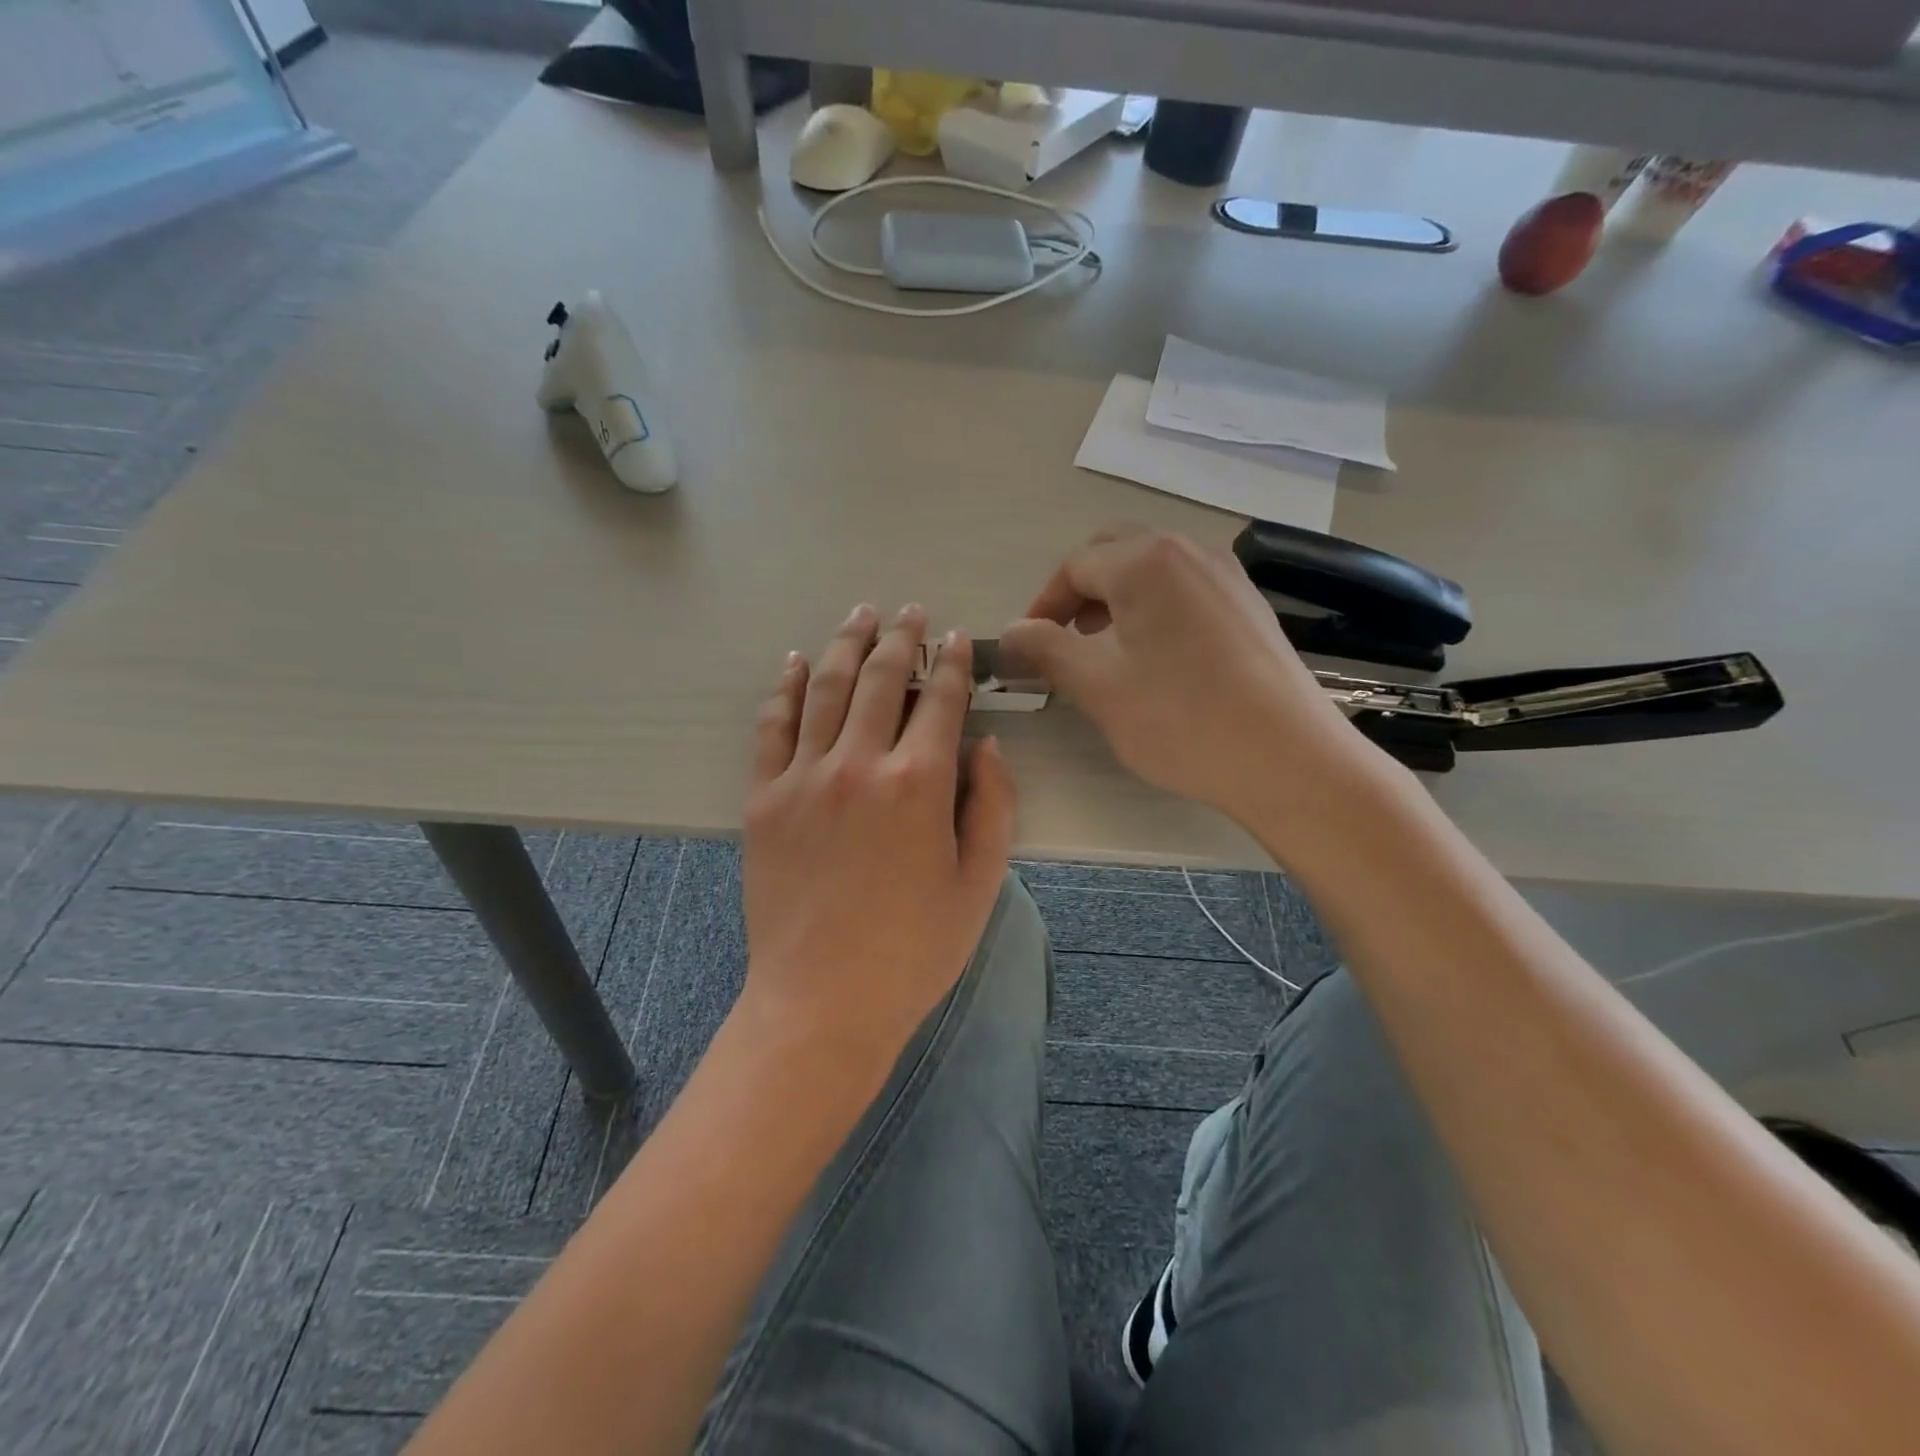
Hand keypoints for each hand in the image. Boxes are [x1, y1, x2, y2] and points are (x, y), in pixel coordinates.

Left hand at [740, 603, 1015, 1061]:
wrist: (821, 1002)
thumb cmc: (913, 951)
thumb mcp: (979, 884)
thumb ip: (993, 806)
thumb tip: (986, 745)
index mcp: (919, 784)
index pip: (940, 700)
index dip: (952, 664)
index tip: (957, 639)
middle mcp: (858, 764)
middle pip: (880, 679)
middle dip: (900, 638)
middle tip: (910, 612)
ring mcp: (803, 777)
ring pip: (825, 688)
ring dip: (845, 644)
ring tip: (860, 615)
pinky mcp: (762, 798)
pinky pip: (772, 726)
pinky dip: (784, 687)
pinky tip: (794, 662)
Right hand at [1000, 525, 1387, 830]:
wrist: (1288, 758)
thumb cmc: (1181, 719)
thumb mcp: (1098, 686)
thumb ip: (1045, 650)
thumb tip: (1010, 633)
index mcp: (1146, 561)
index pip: (1073, 568)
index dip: (1041, 606)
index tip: (1025, 649)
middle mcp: (1188, 551)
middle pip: (1114, 553)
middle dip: (1078, 592)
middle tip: (1061, 640)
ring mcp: (1226, 575)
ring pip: (1152, 569)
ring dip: (1115, 598)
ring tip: (1102, 648)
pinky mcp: (1249, 604)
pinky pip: (1185, 589)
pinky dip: (1154, 608)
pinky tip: (1155, 656)